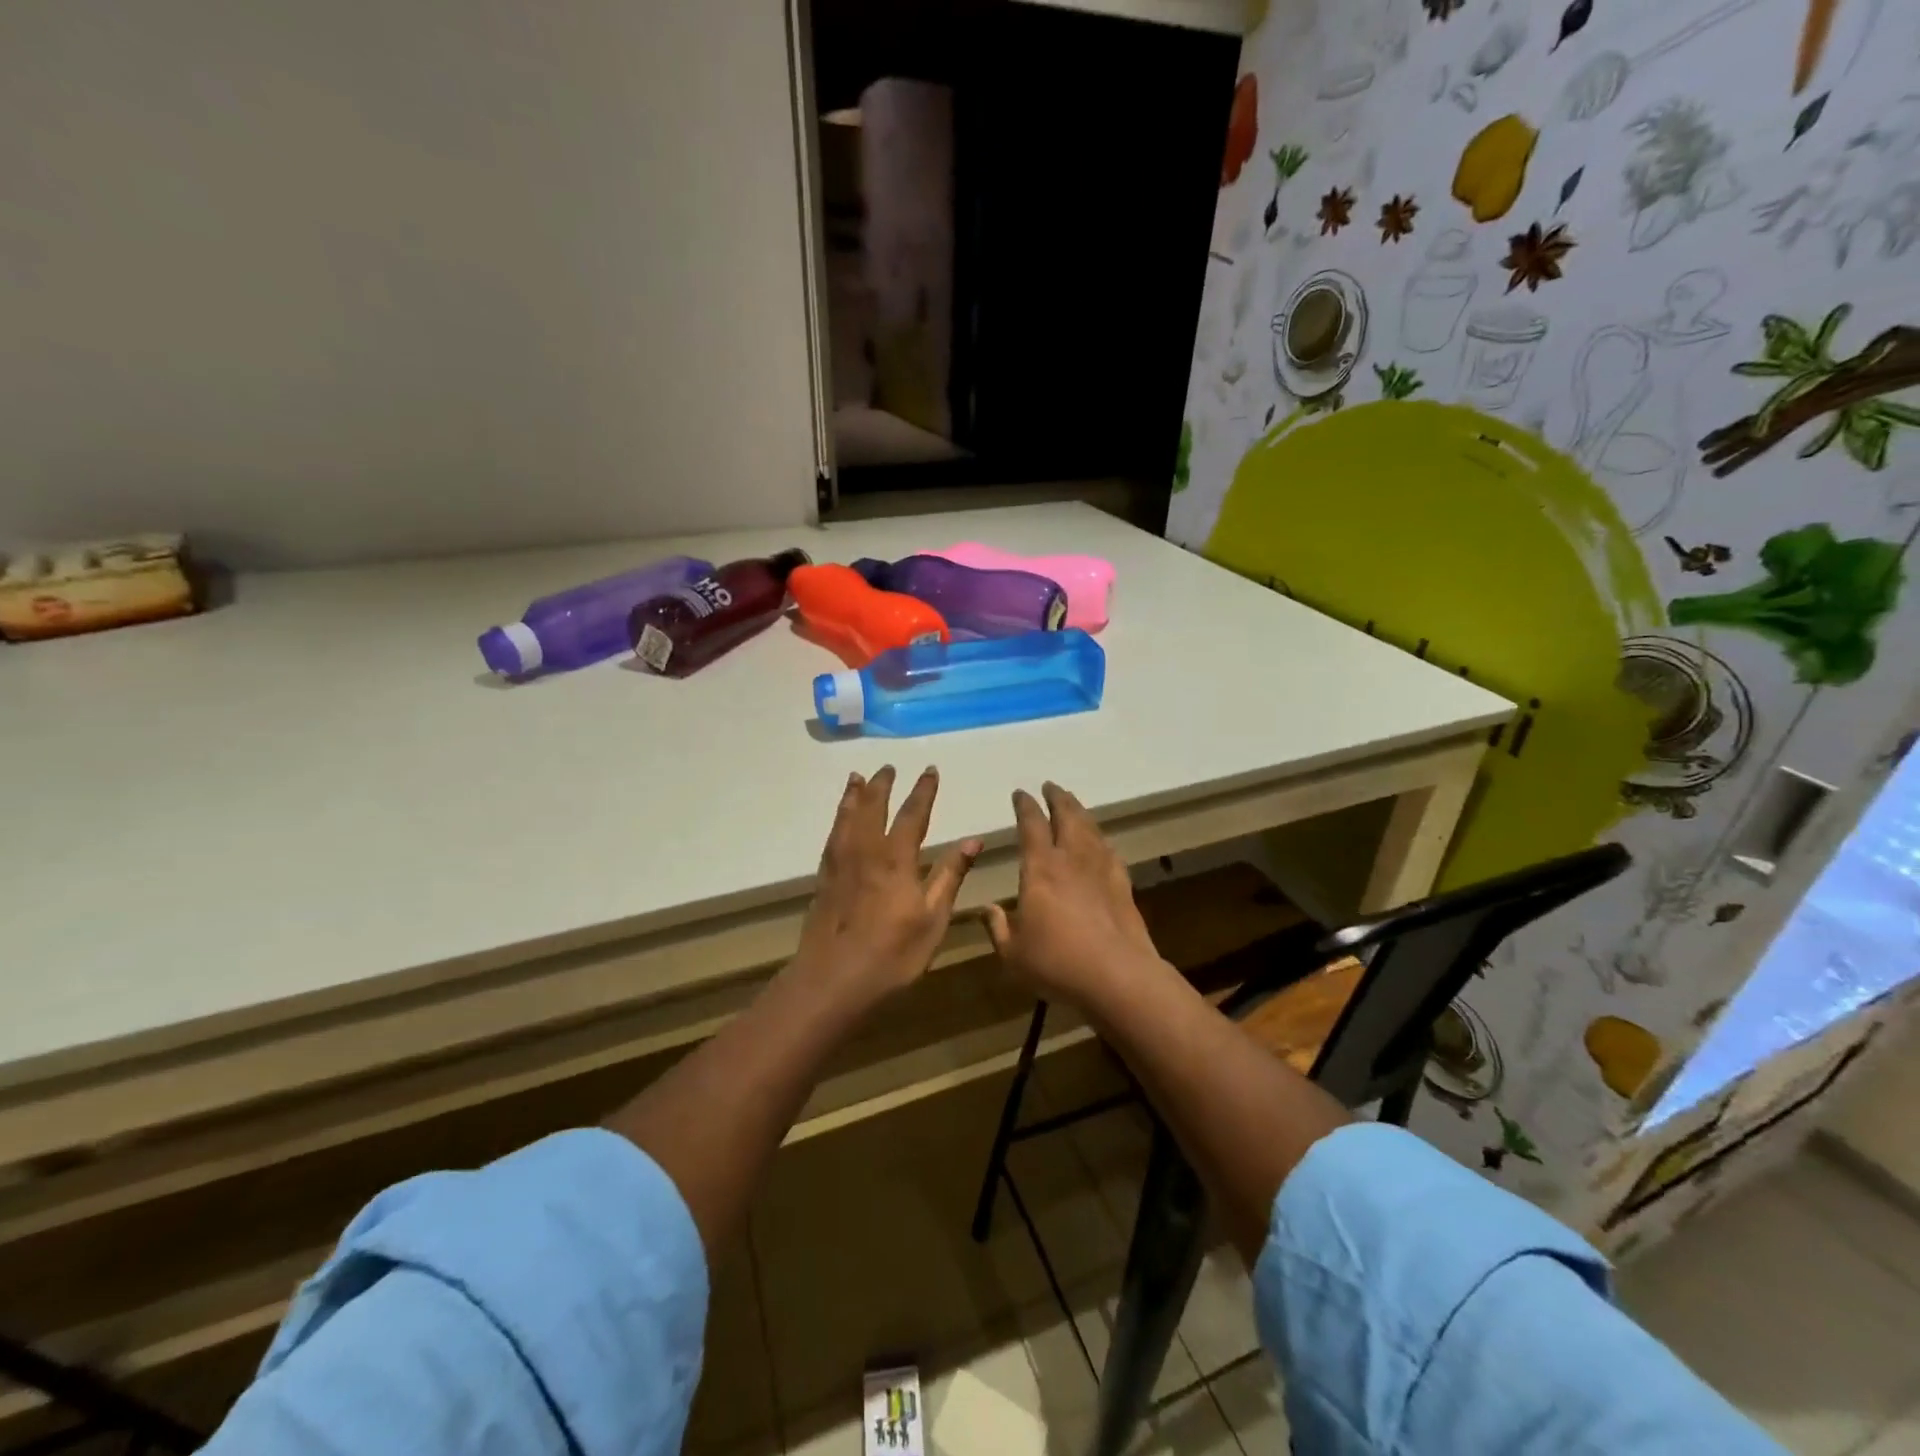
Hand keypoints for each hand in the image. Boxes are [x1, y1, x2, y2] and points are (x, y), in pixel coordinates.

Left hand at [793, 766, 981, 1004]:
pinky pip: (832, 836)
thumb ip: (951, 875)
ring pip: (847, 818)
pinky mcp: (824, 879)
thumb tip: (974, 839)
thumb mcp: (933, 918)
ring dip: (854, 795)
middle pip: (873, 807)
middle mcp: (866, 851)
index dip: (923, 791)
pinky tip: (840, 821)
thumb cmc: (892, 954)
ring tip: (857, 778)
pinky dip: (838, 818)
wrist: (832, 979)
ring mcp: (841, 864)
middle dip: (882, 785)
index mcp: (896, 859)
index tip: (929, 770)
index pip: (913, 814)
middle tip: (888, 767)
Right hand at [984, 782, 1166, 1007]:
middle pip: (1067, 816)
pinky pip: (1109, 852)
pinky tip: (1101, 843)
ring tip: (1073, 805)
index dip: (1025, 806)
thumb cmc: (1057, 962)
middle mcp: (1071, 859)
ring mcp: (1101, 870)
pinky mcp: (1123, 885)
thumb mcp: (1013, 952)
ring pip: (1091, 828)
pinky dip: (1101, 840)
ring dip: (1080, 812)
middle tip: (1051, 786)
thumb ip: (998, 927)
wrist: (1117, 976)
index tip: (1020, 793)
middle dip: (1057, 798)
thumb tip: (987, 909)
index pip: (1031, 825)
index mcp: (1040, 868)